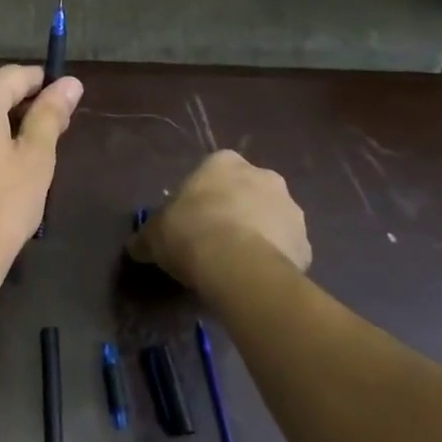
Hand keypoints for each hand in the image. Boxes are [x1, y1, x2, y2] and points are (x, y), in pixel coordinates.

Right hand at [129, 151, 312, 289]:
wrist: (237, 265)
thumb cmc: (189, 233)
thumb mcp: (153, 235)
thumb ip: (147, 237)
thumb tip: (136, 246)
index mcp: (224, 162)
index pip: (213, 170)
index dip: (202, 195)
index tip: (191, 218)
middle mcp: (263, 176)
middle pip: (247, 191)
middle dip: (235, 210)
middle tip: (214, 239)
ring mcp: (291, 209)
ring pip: (271, 219)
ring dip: (258, 234)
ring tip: (235, 264)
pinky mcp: (306, 243)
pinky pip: (285, 249)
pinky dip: (273, 260)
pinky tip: (253, 279)